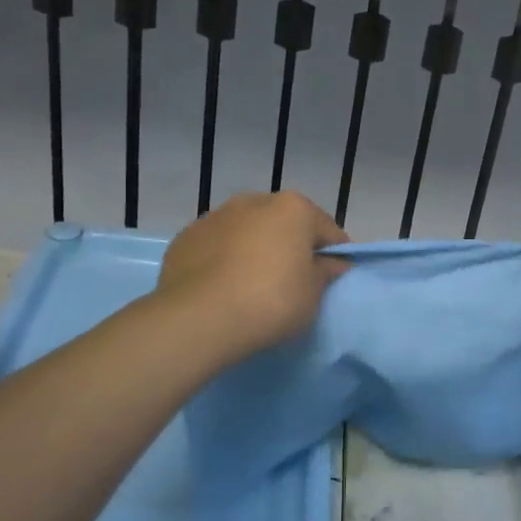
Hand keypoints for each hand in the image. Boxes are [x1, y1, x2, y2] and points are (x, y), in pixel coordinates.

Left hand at [156, 192, 349, 362]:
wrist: (199, 319)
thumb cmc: (271, 301)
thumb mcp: (313, 295)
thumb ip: (326, 272)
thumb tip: (333, 263)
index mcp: (293, 208)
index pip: (327, 230)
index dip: (334, 255)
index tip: (333, 278)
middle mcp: (254, 201)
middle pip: (284, 224)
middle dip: (291, 246)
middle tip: (292, 282)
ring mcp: (215, 216)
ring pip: (247, 232)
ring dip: (254, 249)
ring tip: (252, 286)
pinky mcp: (185, 238)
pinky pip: (216, 247)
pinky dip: (223, 260)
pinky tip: (223, 288)